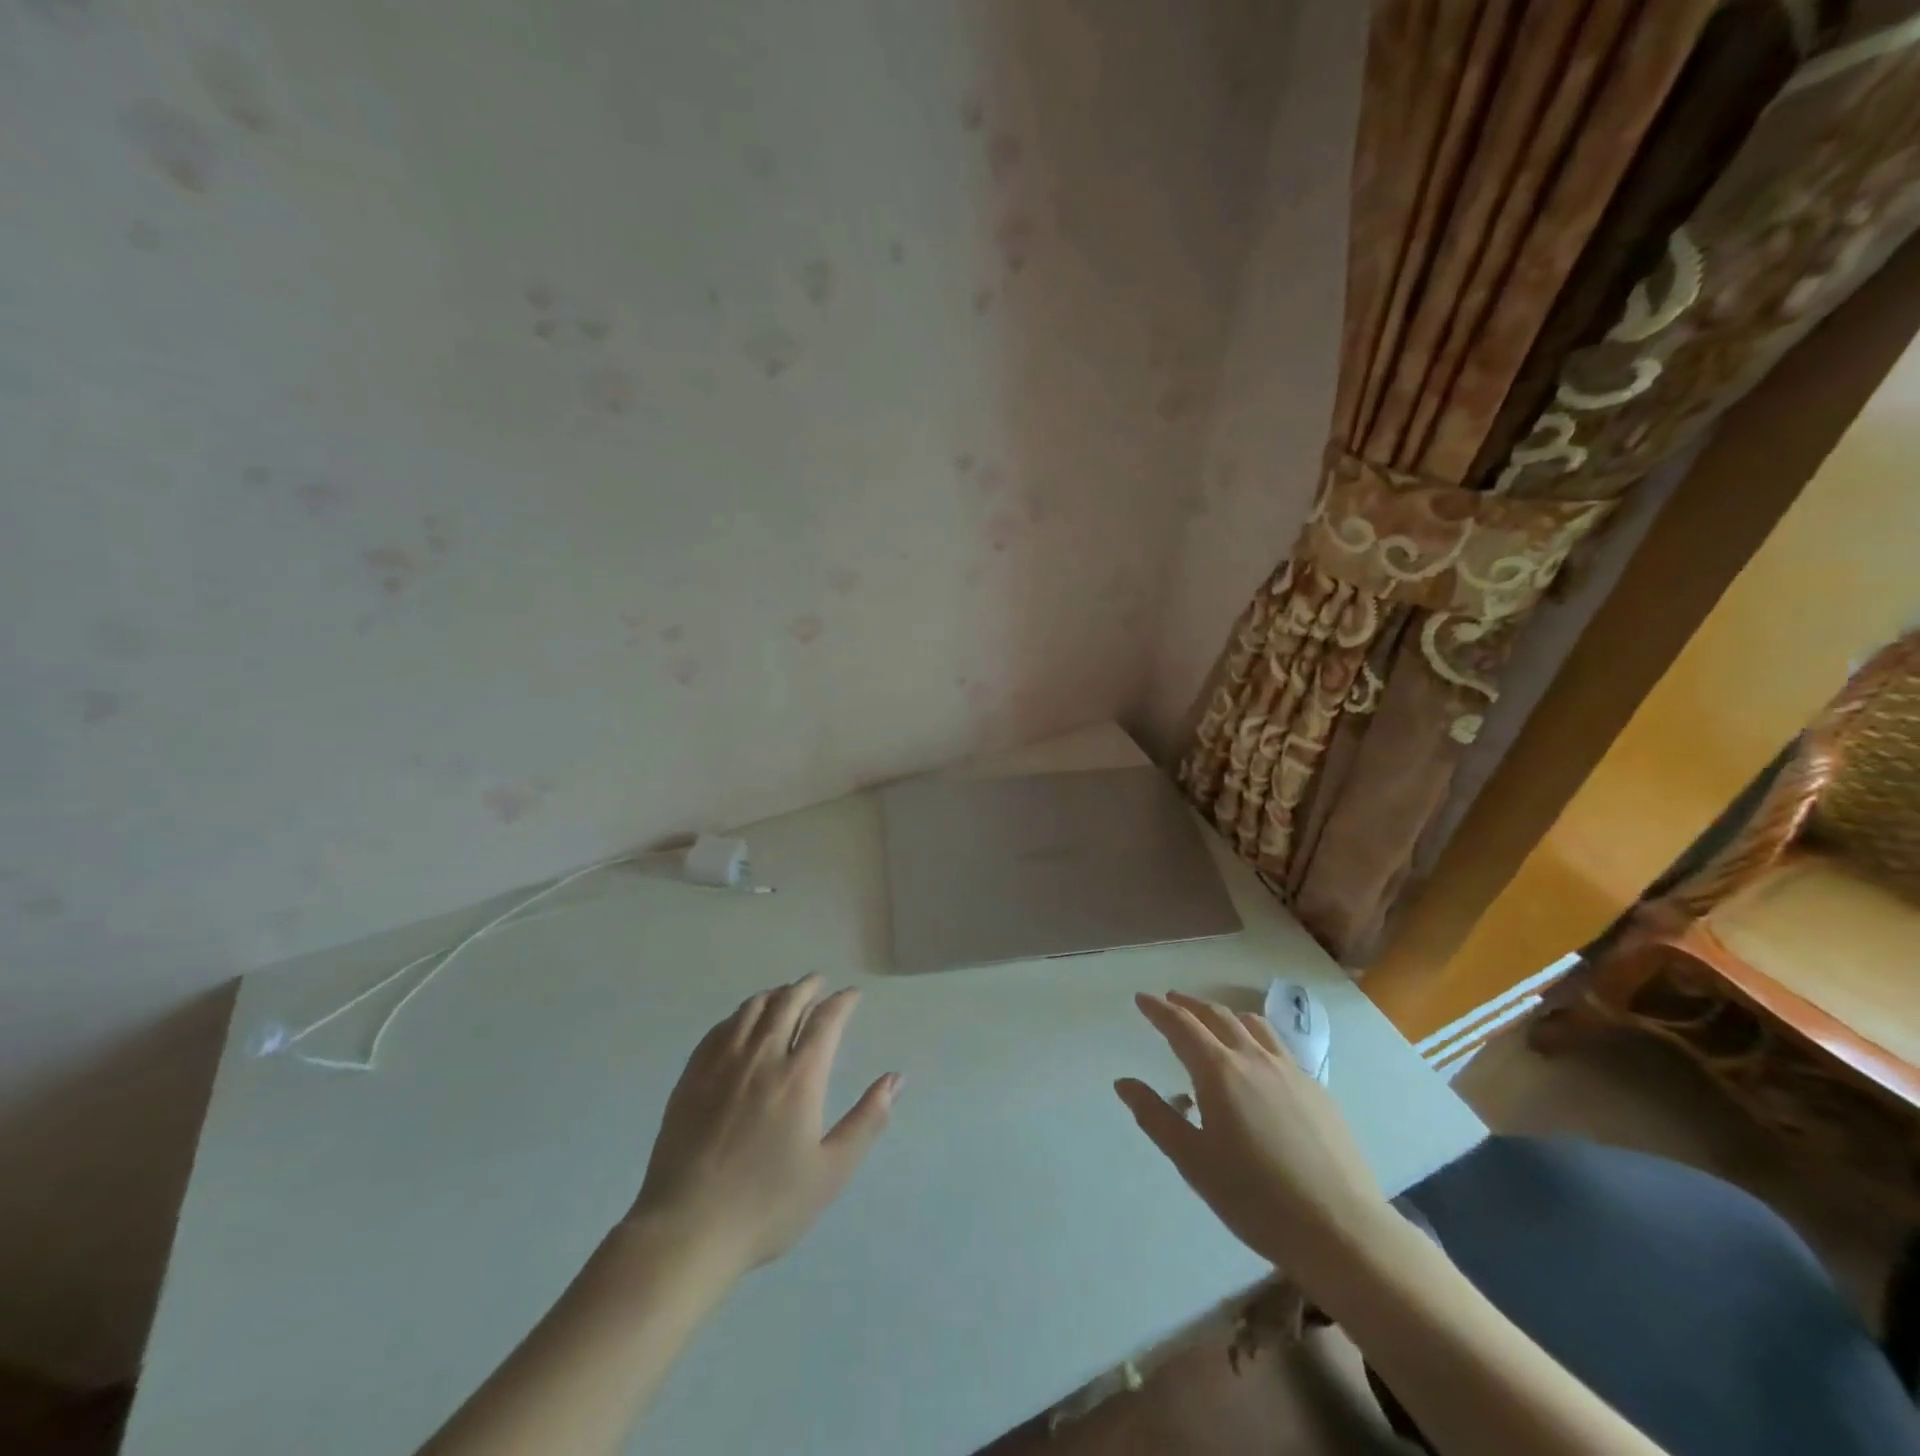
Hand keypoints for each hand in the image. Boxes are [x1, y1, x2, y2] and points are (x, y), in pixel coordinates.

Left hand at [627, 975, 899, 1276]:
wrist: (687, 1229)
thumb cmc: (767, 1205)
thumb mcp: (831, 1172)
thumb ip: (867, 1120)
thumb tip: (895, 1079)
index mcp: (800, 1076)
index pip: (826, 1020)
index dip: (842, 1002)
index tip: (852, 995)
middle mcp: (762, 1056)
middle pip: (788, 1003)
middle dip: (808, 987)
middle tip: (819, 983)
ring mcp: (723, 1063)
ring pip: (752, 1009)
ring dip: (774, 995)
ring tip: (785, 994)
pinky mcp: (692, 1076)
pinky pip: (720, 1028)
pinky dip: (739, 1015)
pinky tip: (742, 1022)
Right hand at [1116, 991, 1386, 1270]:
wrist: (1341, 1230)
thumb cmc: (1255, 1198)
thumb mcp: (1193, 1161)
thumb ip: (1156, 1116)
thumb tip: (1124, 1083)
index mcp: (1219, 1072)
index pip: (1181, 1025)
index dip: (1158, 1009)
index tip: (1142, 998)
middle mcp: (1254, 1059)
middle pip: (1217, 1016)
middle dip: (1189, 1005)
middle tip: (1171, 1000)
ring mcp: (1291, 1071)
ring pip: (1253, 1025)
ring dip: (1225, 1016)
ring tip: (1213, 1023)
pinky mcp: (1317, 1090)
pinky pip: (1279, 1047)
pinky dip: (1256, 1038)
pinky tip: (1258, 1063)